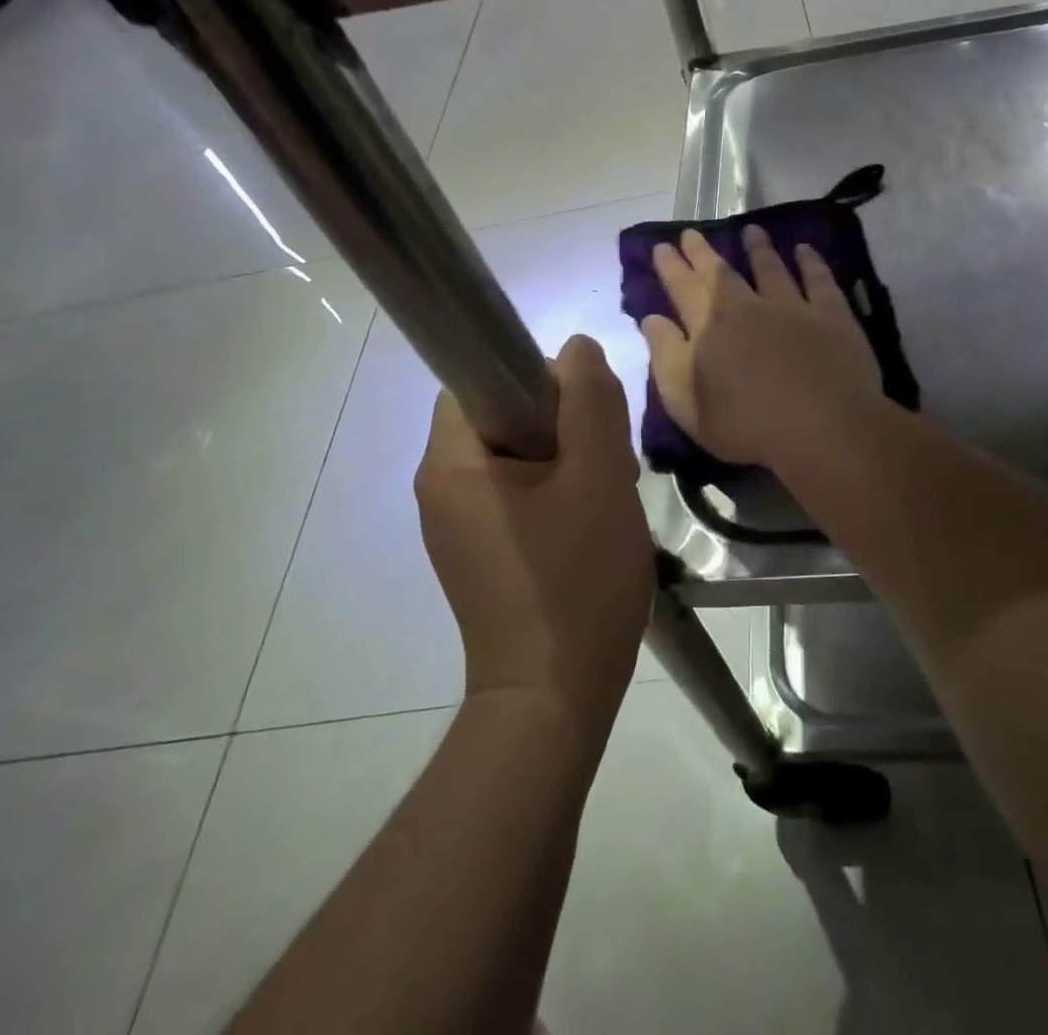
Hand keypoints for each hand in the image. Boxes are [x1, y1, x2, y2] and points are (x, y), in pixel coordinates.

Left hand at [415, 336, 654, 730]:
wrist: (554, 698)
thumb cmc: (575, 579)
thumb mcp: (598, 477)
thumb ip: (590, 402)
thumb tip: (576, 350)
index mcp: (451, 464)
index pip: (479, 381)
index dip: (535, 379)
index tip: (583, 412)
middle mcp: (439, 490)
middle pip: (501, 420)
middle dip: (560, 425)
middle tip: (607, 461)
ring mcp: (457, 528)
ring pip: (515, 459)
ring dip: (565, 461)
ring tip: (607, 496)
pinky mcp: (480, 556)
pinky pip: (515, 498)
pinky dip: (554, 495)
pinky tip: (591, 526)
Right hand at [641, 225, 884, 467]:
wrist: (822, 428)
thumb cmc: (747, 426)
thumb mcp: (688, 404)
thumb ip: (666, 359)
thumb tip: (652, 320)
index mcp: (710, 329)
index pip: (683, 289)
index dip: (671, 267)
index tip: (662, 246)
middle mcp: (748, 307)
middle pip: (721, 273)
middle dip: (703, 252)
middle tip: (692, 232)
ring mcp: (792, 307)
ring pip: (770, 267)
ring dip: (758, 248)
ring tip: (750, 230)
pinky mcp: (831, 314)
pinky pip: (818, 279)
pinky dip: (810, 261)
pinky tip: (804, 249)